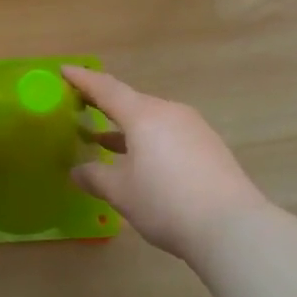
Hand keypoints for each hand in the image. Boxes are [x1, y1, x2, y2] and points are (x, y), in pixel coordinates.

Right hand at [64, 66, 269, 262]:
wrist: (232, 226)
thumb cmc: (167, 202)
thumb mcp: (122, 192)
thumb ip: (95, 177)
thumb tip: (77, 170)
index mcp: (143, 114)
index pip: (106, 88)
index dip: (83, 79)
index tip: (64, 70)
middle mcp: (169, 112)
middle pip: (131, 102)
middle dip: (105, 105)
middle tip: (82, 106)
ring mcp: (193, 128)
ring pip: (152, 120)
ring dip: (127, 128)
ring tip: (105, 140)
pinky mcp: (209, 147)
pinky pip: (169, 134)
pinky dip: (149, 141)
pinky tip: (143, 162)